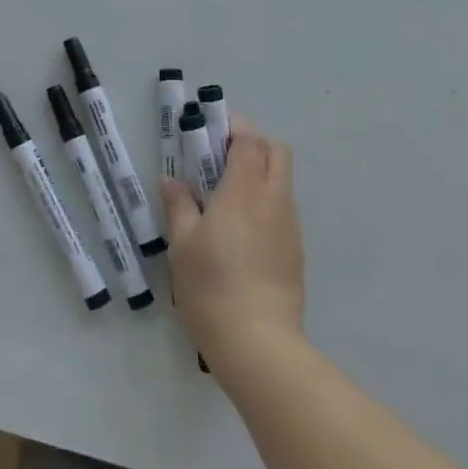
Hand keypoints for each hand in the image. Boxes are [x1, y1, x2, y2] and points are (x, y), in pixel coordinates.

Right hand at [162, 116, 304, 367]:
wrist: (258, 343)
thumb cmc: (211, 286)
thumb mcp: (182, 244)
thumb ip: (179, 205)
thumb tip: (172, 180)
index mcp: (244, 191)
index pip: (249, 139)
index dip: (232, 125)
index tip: (209, 128)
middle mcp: (273, 200)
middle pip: (276, 151)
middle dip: (252, 143)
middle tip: (219, 158)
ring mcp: (289, 226)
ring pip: (282, 180)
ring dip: (258, 173)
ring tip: (225, 197)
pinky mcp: (295, 251)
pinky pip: (282, 209)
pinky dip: (264, 202)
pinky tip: (240, 232)